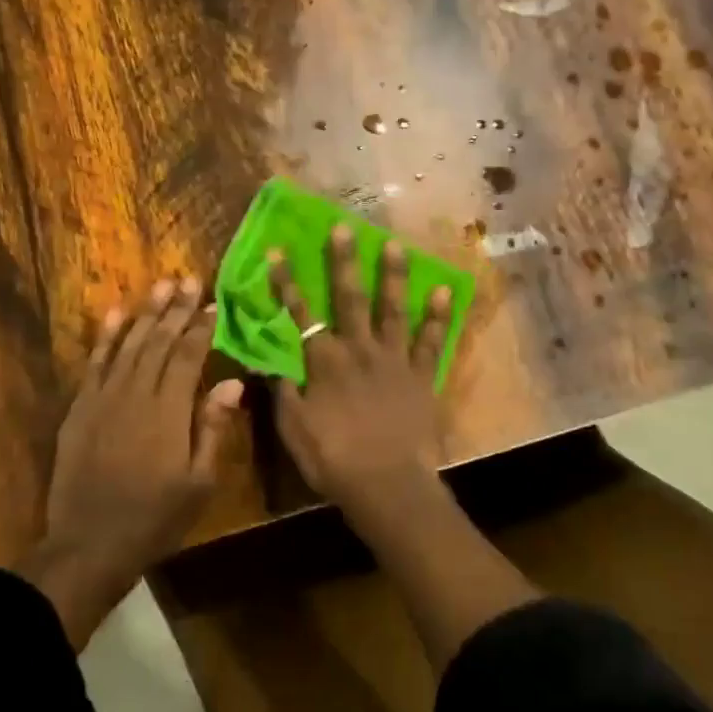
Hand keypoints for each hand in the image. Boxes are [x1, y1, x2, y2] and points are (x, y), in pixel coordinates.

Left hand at [27, 278, 241, 645]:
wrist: (89, 544)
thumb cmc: (155, 518)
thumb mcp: (199, 482)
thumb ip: (212, 427)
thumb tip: (232, 382)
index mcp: (169, 411)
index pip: (188, 357)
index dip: (201, 328)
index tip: (213, 304)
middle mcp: (136, 393)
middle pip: (160, 342)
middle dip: (176, 309)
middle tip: (189, 279)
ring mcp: (104, 398)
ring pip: (129, 345)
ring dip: (146, 313)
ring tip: (160, 286)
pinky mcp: (80, 407)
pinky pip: (94, 363)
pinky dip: (106, 337)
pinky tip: (116, 314)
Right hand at [267, 227, 455, 531]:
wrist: (386, 484)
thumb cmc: (332, 458)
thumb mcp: (292, 428)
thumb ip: (281, 390)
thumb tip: (267, 360)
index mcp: (323, 361)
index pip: (299, 312)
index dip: (286, 282)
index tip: (278, 251)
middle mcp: (358, 349)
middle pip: (348, 297)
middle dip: (343, 260)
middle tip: (343, 227)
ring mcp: (393, 359)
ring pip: (392, 309)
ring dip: (393, 275)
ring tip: (396, 244)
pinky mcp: (421, 375)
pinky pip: (431, 341)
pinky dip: (438, 316)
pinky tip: (445, 290)